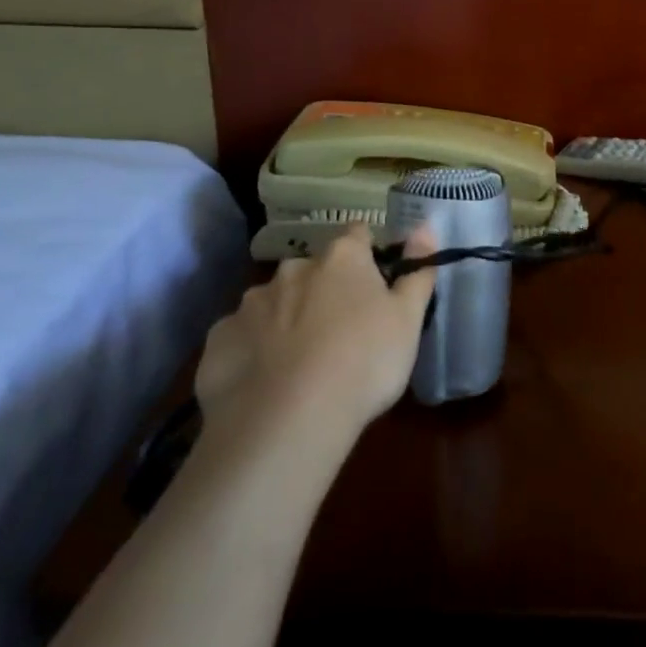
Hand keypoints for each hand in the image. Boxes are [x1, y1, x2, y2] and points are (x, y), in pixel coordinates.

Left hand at [194, 223, 437, 442]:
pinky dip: (253, 351)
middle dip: (323, 290)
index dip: (368, 255)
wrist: (288, 420)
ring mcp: (250, 303)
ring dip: (285, 319)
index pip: (358, 235)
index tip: (374, 284)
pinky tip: (263, 382)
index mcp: (342, 258)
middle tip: (338, 332)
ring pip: (274, 302)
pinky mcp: (219, 340)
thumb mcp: (408, 320)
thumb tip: (425, 226)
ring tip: (298, 363)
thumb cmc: (365, 361)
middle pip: (313, 270)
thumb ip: (417, 271)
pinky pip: (241, 337)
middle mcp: (293, 268)